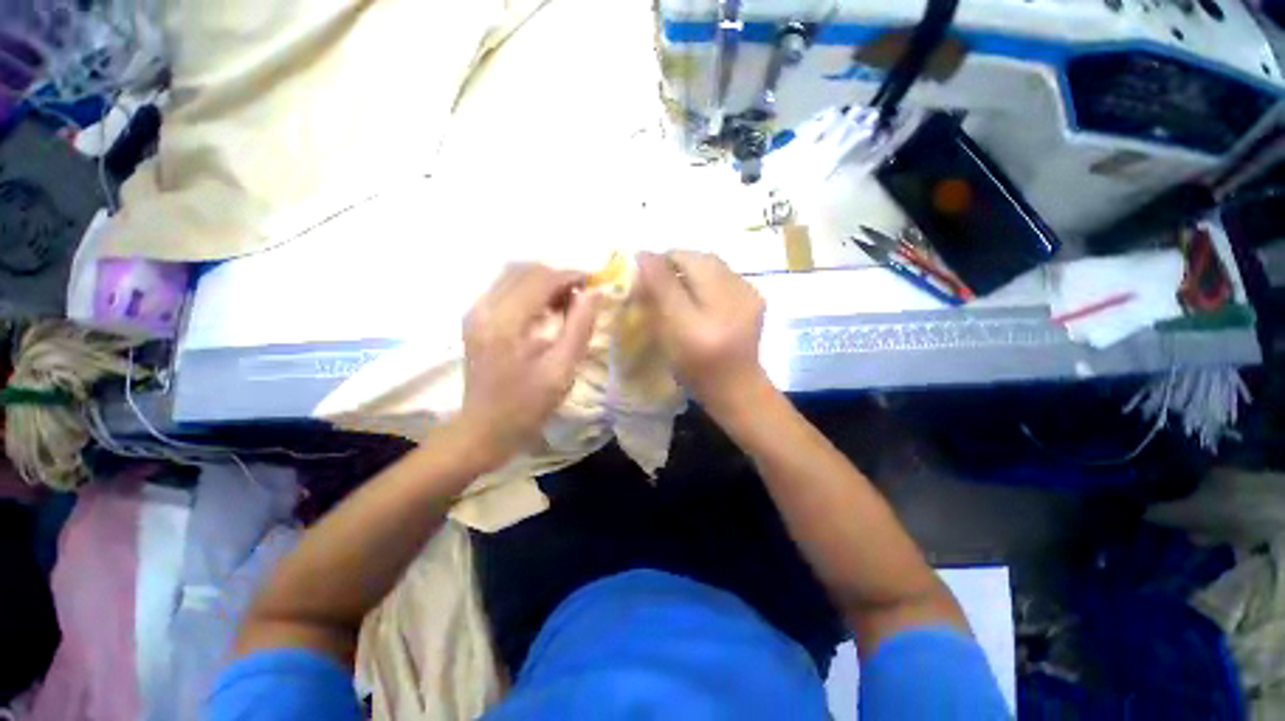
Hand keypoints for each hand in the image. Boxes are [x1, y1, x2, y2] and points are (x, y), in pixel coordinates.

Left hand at [458, 264, 600, 459]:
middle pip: (524, 269)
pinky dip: (529, 289)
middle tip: (582, 295)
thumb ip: (579, 327)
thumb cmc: (527, 405)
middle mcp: (484, 308)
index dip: (571, 275)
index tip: (594, 283)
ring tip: (566, 301)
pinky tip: (545, 309)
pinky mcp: (474, 318)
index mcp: (506, 323)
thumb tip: (593, 293)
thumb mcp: (562, 370)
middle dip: (558, 276)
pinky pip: (504, 287)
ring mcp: (475, 312)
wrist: (484, 429)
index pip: (541, 279)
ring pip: (513, 274)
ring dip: (543, 281)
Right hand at [636, 251, 767, 412]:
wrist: (735, 386)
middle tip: (661, 280)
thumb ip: (660, 290)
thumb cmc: (695, 366)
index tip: (646, 276)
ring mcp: (750, 295)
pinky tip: (704, 295)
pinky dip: (709, 277)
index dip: (661, 262)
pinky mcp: (755, 298)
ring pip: (714, 265)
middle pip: (702, 259)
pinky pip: (726, 275)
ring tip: (681, 286)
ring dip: (694, 268)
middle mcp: (736, 294)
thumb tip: (644, 255)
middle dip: (677, 263)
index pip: (683, 262)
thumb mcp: (671, 331)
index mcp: (712, 307)